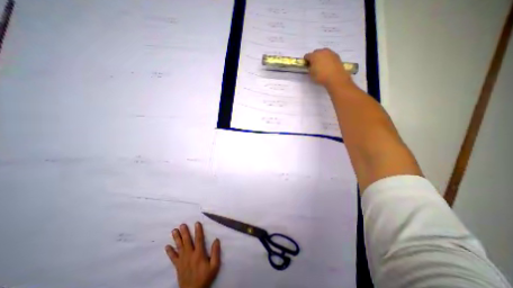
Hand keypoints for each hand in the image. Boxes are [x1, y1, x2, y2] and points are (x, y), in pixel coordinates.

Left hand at [164, 223, 220, 287]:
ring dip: (176, 238)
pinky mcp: (178, 266)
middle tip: (182, 224)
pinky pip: (173, 258)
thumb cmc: (205, 277)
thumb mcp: (214, 266)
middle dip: (184, 232)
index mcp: (199, 254)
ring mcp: (182, 260)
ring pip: (179, 247)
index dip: (198, 230)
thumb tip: (216, 240)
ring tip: (174, 230)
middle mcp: (190, 255)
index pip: (199, 239)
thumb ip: (216, 252)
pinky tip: (167, 246)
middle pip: (187, 241)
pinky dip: (170, 252)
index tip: (196, 223)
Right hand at [303, 47, 352, 87]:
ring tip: (322, 65)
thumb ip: (309, 68)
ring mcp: (330, 52)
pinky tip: (328, 65)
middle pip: (315, 52)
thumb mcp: (311, 74)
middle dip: (314, 57)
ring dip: (321, 57)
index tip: (307, 65)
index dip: (306, 60)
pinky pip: (329, 55)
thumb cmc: (321, 76)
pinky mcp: (336, 55)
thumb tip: (310, 65)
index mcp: (314, 56)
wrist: (335, 77)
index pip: (307, 55)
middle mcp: (322, 51)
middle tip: (314, 65)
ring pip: (323, 52)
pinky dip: (327, 58)